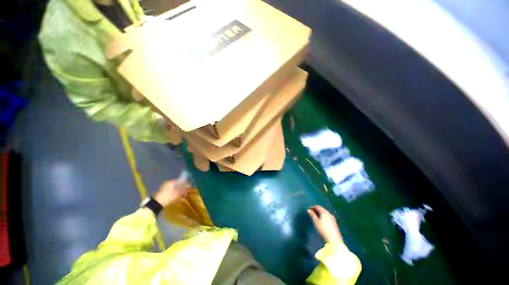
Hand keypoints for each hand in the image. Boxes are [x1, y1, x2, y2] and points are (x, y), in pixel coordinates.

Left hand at [153, 179, 191, 207]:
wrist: (156, 205)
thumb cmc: (168, 197)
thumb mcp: (178, 194)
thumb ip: (184, 190)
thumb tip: (189, 188)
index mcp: (171, 182)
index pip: (181, 180)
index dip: (186, 183)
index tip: (190, 187)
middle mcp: (167, 183)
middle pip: (177, 184)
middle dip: (182, 187)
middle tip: (187, 191)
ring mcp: (164, 188)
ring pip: (174, 188)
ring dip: (179, 191)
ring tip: (183, 195)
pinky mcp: (163, 193)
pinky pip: (171, 191)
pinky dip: (175, 193)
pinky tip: (178, 197)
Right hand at [308, 205, 343, 243]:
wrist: (334, 240)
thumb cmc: (323, 229)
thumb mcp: (316, 222)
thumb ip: (312, 215)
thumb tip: (309, 210)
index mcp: (324, 212)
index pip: (318, 207)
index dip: (313, 207)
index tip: (309, 209)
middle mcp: (329, 214)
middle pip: (322, 209)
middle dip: (316, 210)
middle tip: (312, 213)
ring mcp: (333, 218)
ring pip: (325, 214)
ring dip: (320, 214)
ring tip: (316, 217)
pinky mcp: (335, 223)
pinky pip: (328, 217)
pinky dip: (323, 217)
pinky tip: (322, 221)